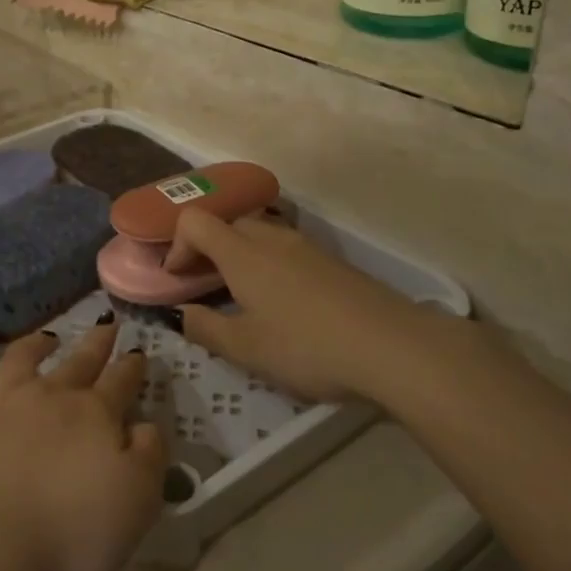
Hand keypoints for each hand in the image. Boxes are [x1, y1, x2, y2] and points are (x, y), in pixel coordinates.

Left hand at [0, 320, 165, 570]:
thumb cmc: (75, 536)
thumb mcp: (139, 501)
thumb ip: (150, 453)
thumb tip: (145, 424)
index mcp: (94, 414)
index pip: (121, 380)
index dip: (133, 366)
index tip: (139, 353)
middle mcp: (48, 398)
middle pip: (78, 362)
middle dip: (97, 344)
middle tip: (108, 326)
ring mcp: (0, 408)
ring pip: (21, 360)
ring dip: (37, 343)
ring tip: (48, 336)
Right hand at [164, 210, 469, 405]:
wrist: (393, 347)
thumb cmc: (307, 347)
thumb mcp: (246, 349)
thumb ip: (205, 328)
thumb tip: (180, 314)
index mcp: (242, 253)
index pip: (195, 221)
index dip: (176, 245)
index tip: (178, 279)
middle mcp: (272, 238)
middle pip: (228, 222)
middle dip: (207, 247)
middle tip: (204, 284)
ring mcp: (307, 246)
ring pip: (260, 233)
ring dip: (240, 254)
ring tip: (242, 295)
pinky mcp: (333, 262)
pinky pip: (286, 249)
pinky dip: (269, 264)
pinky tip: (283, 303)